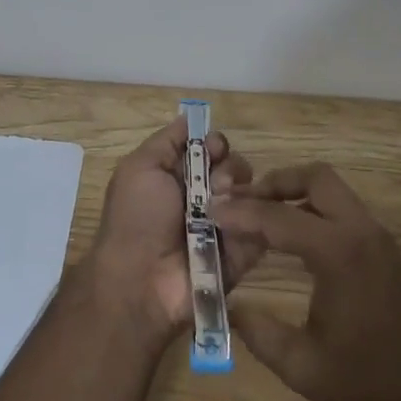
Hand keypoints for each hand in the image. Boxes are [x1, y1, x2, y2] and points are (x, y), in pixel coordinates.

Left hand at [87, 118, 257, 335]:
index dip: (216, 144)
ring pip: (252, 193)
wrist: (141, 282)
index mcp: (179, 177)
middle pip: (235, 167)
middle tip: (215, 186)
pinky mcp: (244, 252)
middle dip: (229, 169)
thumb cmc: (136, 218)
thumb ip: (167, 141)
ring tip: (222, 210)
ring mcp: (226, 225)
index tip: (213, 149)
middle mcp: (204, 199)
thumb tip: (191, 118)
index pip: (212, 148)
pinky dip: (256, 218)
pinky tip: (241, 222)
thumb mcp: (140, 168)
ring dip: (240, 194)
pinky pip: (263, 225)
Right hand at [215, 164, 400, 400]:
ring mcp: (379, 238)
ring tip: (262, 217)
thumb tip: (227, 305)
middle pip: (314, 178)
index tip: (210, 212)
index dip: (240, 213)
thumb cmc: (370, 385)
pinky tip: (294, 239)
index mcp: (338, 252)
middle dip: (275, 183)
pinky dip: (316, 210)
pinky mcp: (387, 250)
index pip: (278, 217)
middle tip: (242, 203)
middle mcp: (360, 231)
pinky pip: (345, 211)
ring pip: (333, 190)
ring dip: (296, 194)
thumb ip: (258, 331)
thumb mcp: (303, 365)